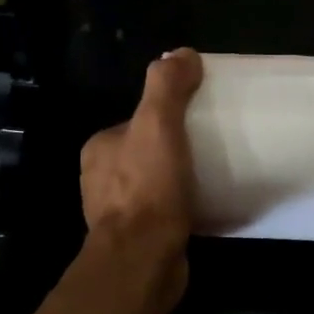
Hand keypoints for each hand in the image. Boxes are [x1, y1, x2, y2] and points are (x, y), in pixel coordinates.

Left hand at [80, 49, 202, 260]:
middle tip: (212, 145)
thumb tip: (182, 53)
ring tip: (214, 175)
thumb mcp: (158, 125)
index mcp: (99, 148)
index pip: (136, 120)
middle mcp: (101, 178)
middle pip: (146, 151)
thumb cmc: (148, 188)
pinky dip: (182, 206)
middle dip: (175, 148)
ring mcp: (117, 212)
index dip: (166, 115)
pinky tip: (206, 206)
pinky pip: (164, 212)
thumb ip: (167, 86)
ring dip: (179, 179)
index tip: (198, 117)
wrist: (143, 260)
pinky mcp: (137, 239)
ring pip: (155, 183)